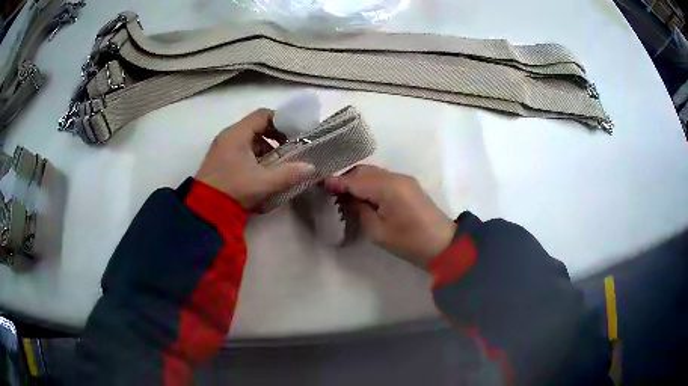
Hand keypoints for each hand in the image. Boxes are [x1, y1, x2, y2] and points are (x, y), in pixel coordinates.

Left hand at [196, 109, 314, 210]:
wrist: (205, 210)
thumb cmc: (234, 189)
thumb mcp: (264, 182)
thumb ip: (289, 173)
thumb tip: (311, 167)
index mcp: (237, 134)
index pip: (263, 115)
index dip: (281, 121)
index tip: (294, 134)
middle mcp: (228, 136)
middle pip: (256, 127)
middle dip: (275, 138)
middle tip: (288, 151)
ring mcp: (222, 148)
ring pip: (249, 140)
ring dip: (265, 149)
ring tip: (277, 165)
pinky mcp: (219, 160)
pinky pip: (240, 150)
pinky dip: (254, 157)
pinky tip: (261, 173)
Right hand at [325, 165, 455, 267]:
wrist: (443, 244)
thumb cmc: (409, 242)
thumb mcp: (378, 232)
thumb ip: (359, 211)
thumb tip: (345, 198)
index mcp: (387, 187)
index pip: (355, 180)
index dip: (337, 182)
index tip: (320, 185)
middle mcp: (395, 177)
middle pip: (364, 171)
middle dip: (346, 179)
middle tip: (331, 193)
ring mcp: (403, 179)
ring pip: (373, 172)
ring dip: (358, 180)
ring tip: (345, 195)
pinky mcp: (408, 185)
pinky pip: (383, 178)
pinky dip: (369, 183)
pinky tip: (363, 196)